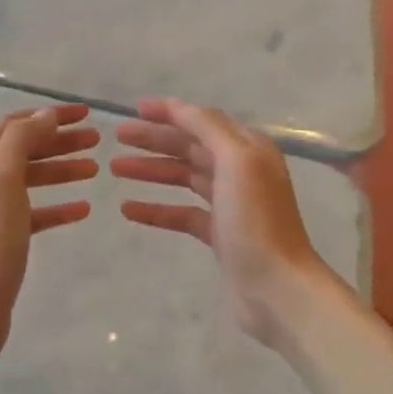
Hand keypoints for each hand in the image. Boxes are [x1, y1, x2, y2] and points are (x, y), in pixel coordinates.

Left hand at [0, 105, 97, 369]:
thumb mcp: (4, 176)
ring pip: (33, 180)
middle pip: (25, 150)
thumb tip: (46, 114)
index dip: (49, 115)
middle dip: (60, 141)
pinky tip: (83, 209)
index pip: (15, 125)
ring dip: (63, 170)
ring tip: (96, 168)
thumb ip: (24, 139)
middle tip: (97, 139)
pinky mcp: (6, 239)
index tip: (85, 113)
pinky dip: (59, 207)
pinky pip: (37, 214)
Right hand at [111, 98, 331, 346]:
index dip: (170, 112)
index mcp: (249, 149)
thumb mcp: (236, 161)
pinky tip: (128, 209)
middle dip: (155, 140)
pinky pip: (182, 214)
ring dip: (152, 171)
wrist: (276, 286)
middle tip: (117, 137)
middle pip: (191, 147)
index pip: (203, 120)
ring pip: (184, 178)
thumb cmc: (256, 220)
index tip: (135, 108)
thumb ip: (208, 128)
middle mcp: (241, 171)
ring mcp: (230, 205)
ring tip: (116, 168)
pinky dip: (156, 210)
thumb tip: (180, 106)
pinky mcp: (219, 235)